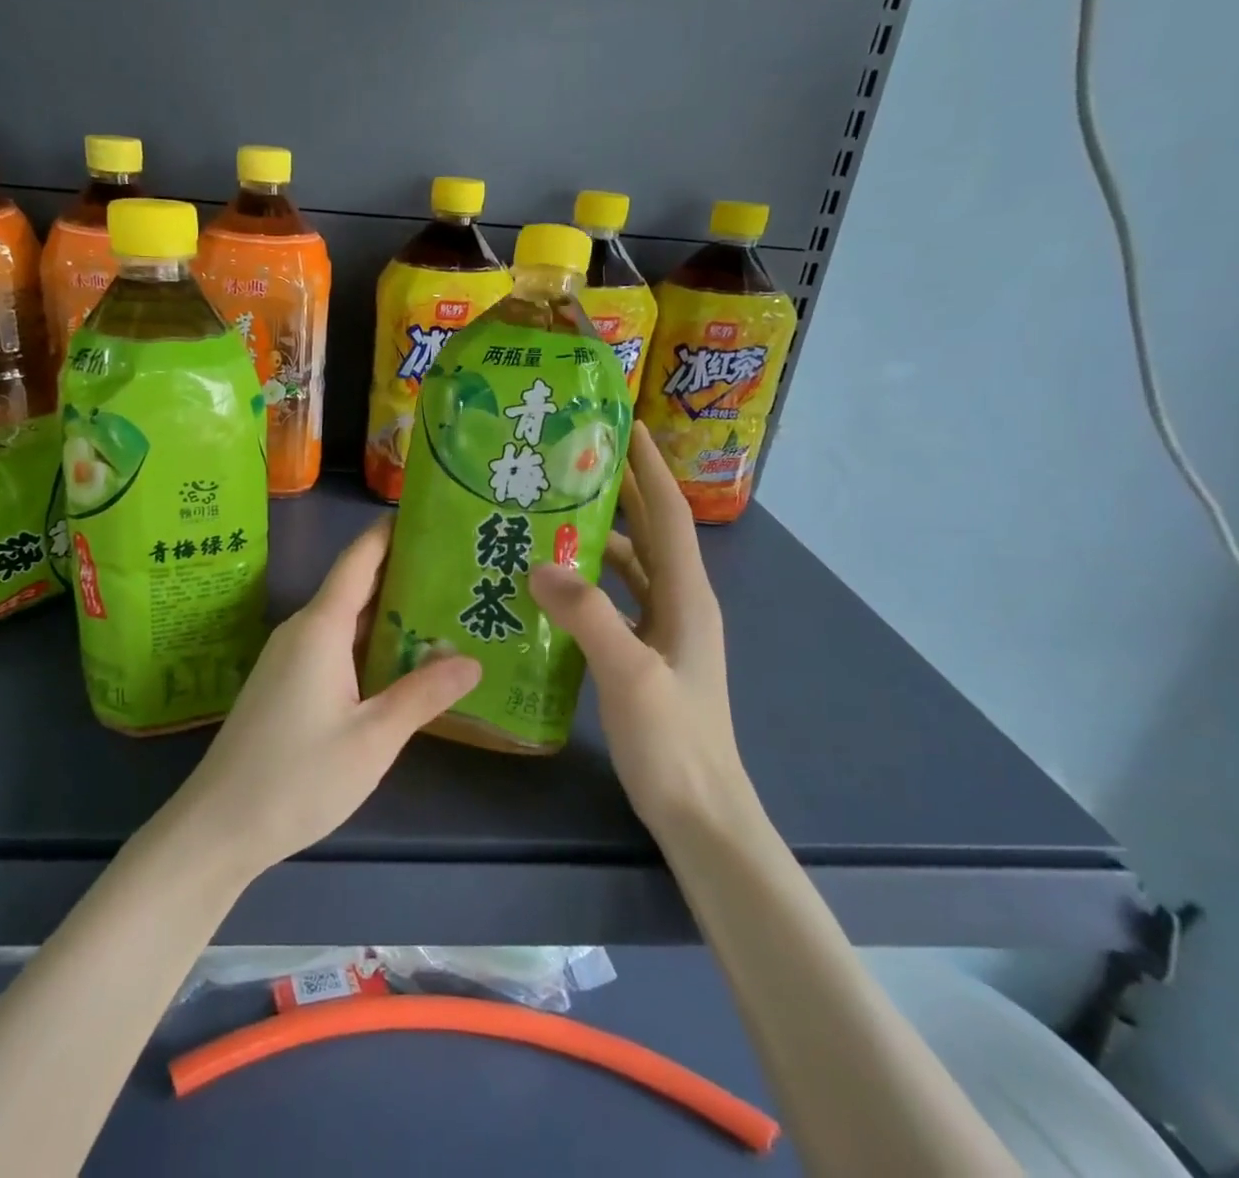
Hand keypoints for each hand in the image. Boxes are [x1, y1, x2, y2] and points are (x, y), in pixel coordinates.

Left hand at [173, 517, 481, 875]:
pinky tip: (401, 661)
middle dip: (404, 574)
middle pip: (356, 585)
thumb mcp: (373, 738)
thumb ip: (422, 694)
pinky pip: (333, 646)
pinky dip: (369, 643)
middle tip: (460, 570)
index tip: (432, 516)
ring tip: (445, 611)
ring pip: (346, 620)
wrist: (219, 827)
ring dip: (389, 613)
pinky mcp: (285, 683)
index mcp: (321, 627)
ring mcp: (290, 657)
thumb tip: (471, 661)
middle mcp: (302, 630)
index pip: (360, 558)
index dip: (392, 532)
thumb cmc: (298, 776)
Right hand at [528, 429, 756, 835]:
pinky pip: (616, 600)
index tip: (626, 425)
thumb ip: (589, 615)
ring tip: (554, 513)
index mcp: (687, 596)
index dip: (651, 468)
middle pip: (651, 533)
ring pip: (632, 566)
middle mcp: (680, 604)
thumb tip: (539, 565)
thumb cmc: (674, 742)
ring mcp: (664, 631)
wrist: (700, 812)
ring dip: (601, 537)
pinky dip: (591, 582)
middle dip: (623, 490)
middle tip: (577, 458)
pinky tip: (554, 583)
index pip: (668, 515)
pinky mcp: (646, 654)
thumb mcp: (630, 674)